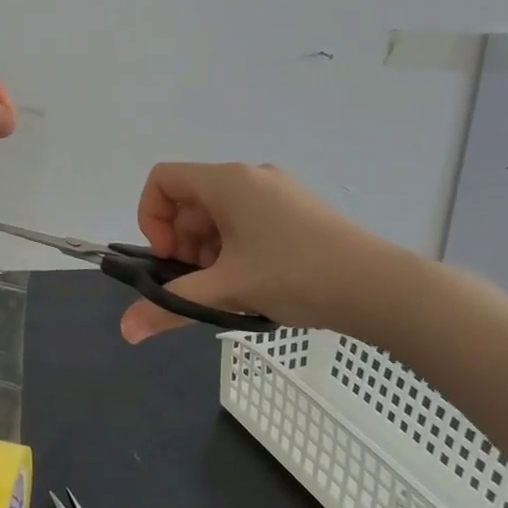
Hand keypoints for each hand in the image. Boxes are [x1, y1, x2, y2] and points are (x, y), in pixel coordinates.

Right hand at [119, 162, 408, 344]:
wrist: (381, 288)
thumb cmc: (296, 275)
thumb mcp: (227, 290)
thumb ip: (172, 306)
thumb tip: (126, 331)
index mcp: (227, 181)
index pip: (163, 179)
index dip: (151, 217)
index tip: (170, 257)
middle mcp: (249, 176)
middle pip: (190, 200)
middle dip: (183, 243)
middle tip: (200, 282)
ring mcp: (277, 191)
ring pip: (219, 214)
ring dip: (209, 250)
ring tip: (230, 288)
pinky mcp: (297, 210)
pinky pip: (246, 220)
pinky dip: (235, 248)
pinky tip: (255, 282)